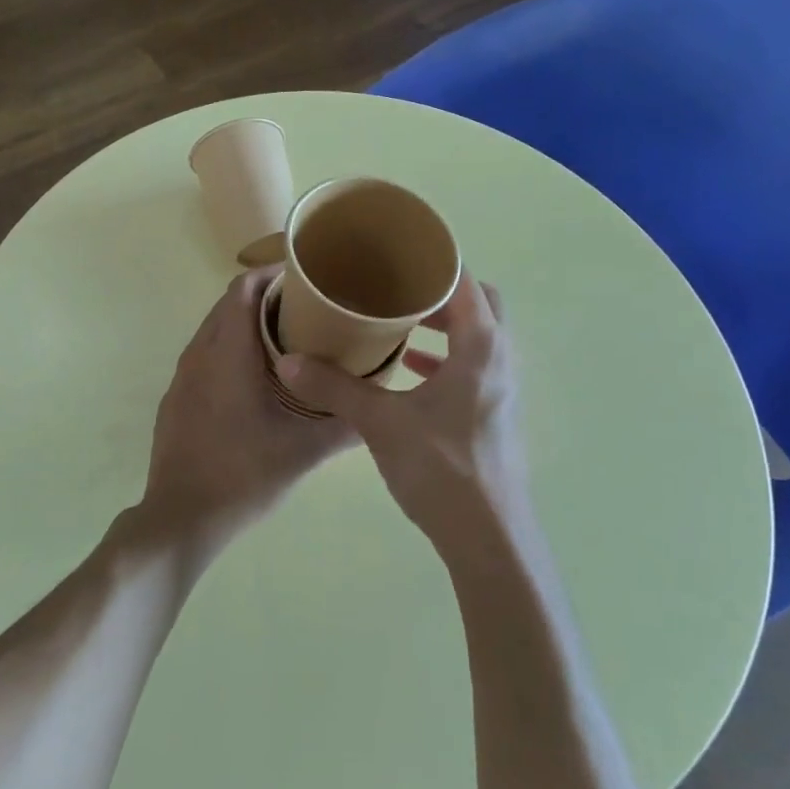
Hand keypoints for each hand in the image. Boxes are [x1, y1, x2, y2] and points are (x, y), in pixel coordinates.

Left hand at [136, 269, 355, 564]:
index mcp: (227, 354)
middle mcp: (199, 354)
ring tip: (289, 338)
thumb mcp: (303, 451)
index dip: (272, 275)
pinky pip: (205, 356)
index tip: (306, 280)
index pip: (243, 288)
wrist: (181, 517)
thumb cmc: (243, 475)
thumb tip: (381, 405)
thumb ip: (344, 424)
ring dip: (246, 324)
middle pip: (229, 304)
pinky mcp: (177, 398)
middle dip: (266, 297)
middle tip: (308, 308)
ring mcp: (182, 377)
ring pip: (215, 330)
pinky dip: (230, 350)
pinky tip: (256, 378)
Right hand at [277, 274, 532, 570]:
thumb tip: (288, 362)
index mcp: (481, 346)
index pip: (463, 281)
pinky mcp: (493, 414)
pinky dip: (445, 361)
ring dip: (444, 328)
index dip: (432, 261)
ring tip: (399, 326)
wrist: (488, 536)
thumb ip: (336, 387)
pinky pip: (471, 368)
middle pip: (478, 304)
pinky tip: (410, 375)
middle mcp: (499, 359)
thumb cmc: (441, 468)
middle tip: (395, 289)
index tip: (396, 252)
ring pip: (477, 338)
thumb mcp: (381, 423)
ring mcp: (501, 388)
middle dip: (438, 293)